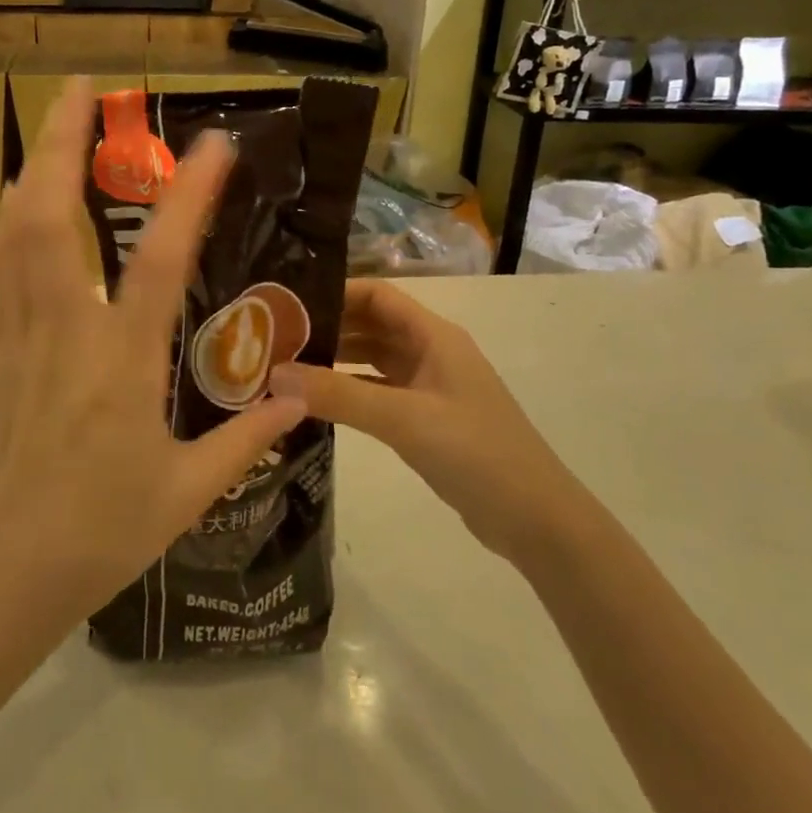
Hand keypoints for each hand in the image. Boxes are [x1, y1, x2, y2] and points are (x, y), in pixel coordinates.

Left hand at [0, 78, 306, 643]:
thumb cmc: (98, 533)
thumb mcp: (186, 492)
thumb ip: (246, 438)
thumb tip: (297, 397)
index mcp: (121, 361)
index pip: (160, 259)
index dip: (189, 194)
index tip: (214, 142)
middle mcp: (64, 328)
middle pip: (51, 214)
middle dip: (63, 141)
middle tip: (82, 88)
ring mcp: (18, 331)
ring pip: (15, 229)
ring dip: (33, 164)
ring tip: (54, 120)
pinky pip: (0, 262)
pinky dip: (12, 214)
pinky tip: (19, 193)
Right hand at [270, 280, 571, 561]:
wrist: (536, 520)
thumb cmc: (476, 453)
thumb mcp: (404, 419)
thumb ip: (339, 395)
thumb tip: (275, 374)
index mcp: (433, 336)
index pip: (377, 295)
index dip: (335, 292)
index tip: (288, 304)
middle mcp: (430, 352)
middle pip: (371, 324)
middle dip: (327, 326)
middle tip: (275, 337)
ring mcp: (429, 386)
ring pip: (372, 359)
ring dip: (334, 359)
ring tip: (286, 366)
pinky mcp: (425, 418)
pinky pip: (377, 391)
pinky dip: (348, 391)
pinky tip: (315, 401)